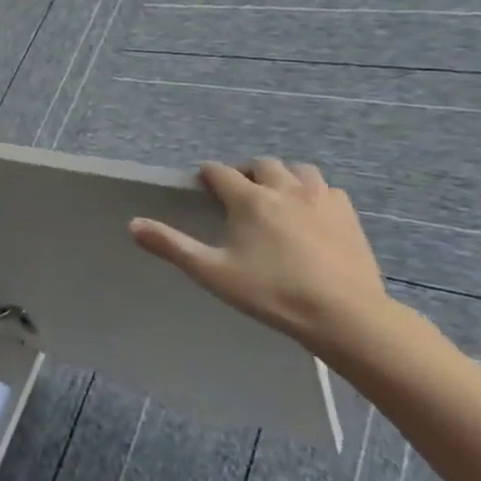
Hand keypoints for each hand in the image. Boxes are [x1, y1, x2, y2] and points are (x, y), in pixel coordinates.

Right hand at [128, 158, 396, 357]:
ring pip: (298, 170)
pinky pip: (327, 189)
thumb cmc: (271, 293)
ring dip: (281, 175)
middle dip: (245, 172)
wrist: (345, 316)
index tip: (202, 188)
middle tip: (237, 193)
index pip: (220, 172)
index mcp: (249, 199)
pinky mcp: (347, 215)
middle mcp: (284, 189)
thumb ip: (172, 246)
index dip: (208, 176)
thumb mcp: (213, 272)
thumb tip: (132, 224)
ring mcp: (321, 199)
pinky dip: (312, 191)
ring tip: (274, 195)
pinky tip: (309, 211)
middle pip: (261, 164)